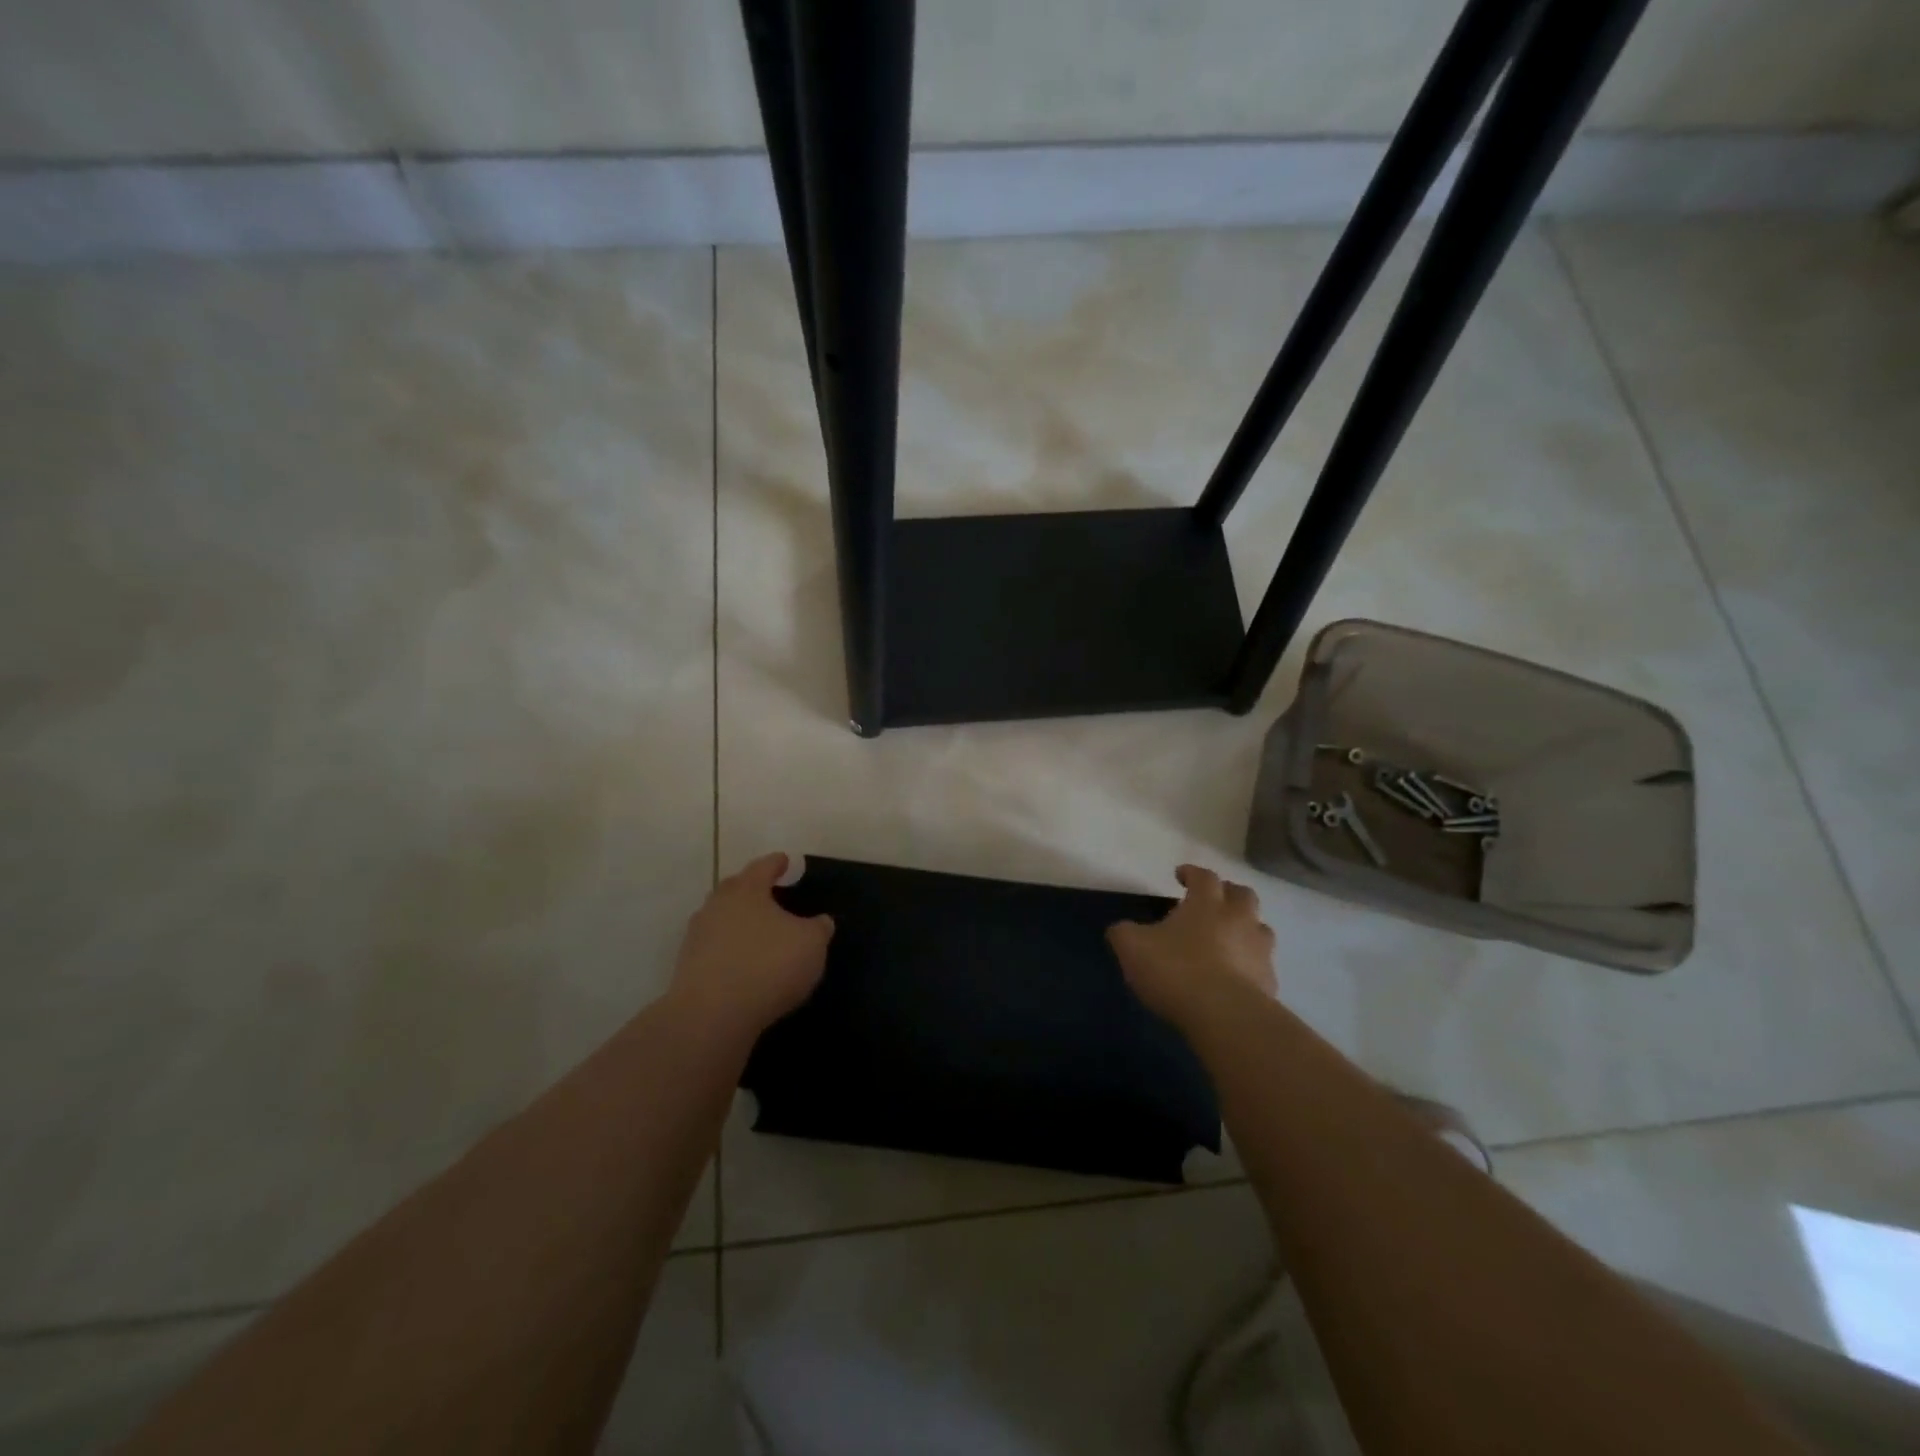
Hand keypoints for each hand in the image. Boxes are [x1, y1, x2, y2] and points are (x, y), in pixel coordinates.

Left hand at [668, 853, 834, 1035]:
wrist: (711, 1015)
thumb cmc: (768, 965)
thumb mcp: (811, 944)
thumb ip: (819, 928)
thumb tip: (821, 921)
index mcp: (747, 890)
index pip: (763, 867)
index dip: (777, 863)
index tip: (785, 860)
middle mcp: (717, 905)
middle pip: (735, 889)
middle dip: (752, 889)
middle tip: (770, 893)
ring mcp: (698, 936)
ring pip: (721, 919)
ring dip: (738, 922)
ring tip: (758, 932)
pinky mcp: (687, 967)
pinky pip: (714, 948)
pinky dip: (729, 950)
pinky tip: (744, 964)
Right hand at [1107, 864, 1276, 1028]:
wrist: (1226, 1017)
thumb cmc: (1176, 971)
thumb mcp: (1132, 948)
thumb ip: (1124, 933)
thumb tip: (1121, 929)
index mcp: (1206, 903)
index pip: (1204, 876)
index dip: (1192, 873)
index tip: (1180, 875)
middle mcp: (1238, 919)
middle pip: (1242, 894)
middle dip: (1228, 893)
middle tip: (1213, 901)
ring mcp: (1259, 951)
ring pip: (1260, 928)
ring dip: (1245, 928)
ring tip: (1228, 939)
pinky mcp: (1270, 982)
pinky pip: (1262, 965)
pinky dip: (1250, 965)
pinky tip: (1235, 977)